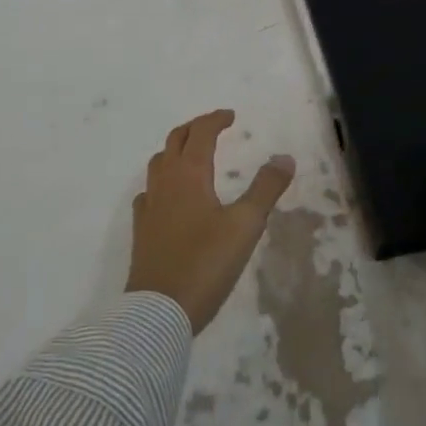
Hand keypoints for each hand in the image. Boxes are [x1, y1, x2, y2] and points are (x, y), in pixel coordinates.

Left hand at [126, 109, 296, 333]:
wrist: (159, 310)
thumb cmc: (206, 263)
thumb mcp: (245, 225)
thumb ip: (265, 189)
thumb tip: (284, 157)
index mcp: (189, 173)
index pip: (201, 133)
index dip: (215, 120)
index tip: (231, 116)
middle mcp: (165, 181)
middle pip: (176, 140)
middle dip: (195, 129)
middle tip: (213, 127)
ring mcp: (149, 204)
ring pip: (159, 162)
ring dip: (176, 150)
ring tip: (192, 155)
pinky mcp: (141, 228)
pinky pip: (149, 191)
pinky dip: (162, 181)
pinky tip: (169, 196)